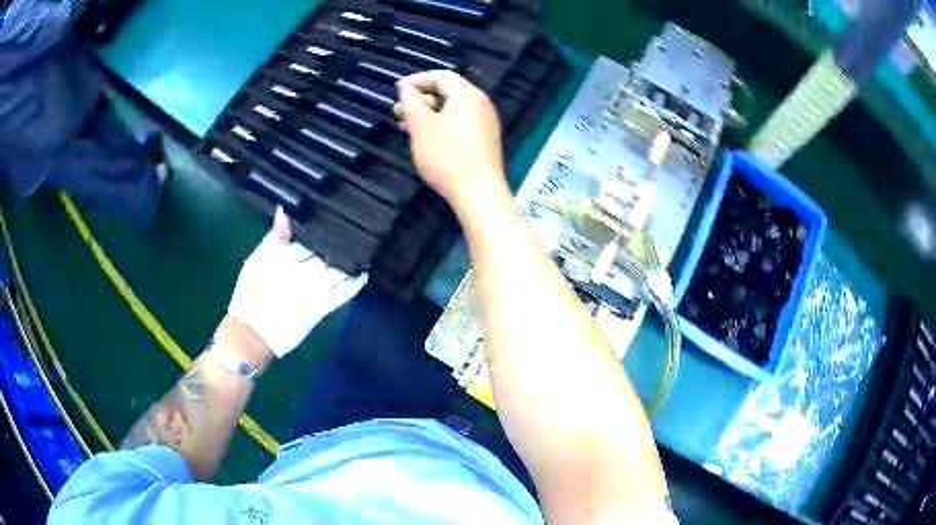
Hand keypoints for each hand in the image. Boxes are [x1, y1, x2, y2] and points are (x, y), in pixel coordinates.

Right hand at [228, 207, 367, 357]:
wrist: (252, 333)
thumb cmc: (249, 295)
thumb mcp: (255, 260)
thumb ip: (273, 237)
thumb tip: (284, 211)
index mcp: (284, 256)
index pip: (308, 234)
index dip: (320, 224)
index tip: (330, 215)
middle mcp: (302, 271)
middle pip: (327, 249)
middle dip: (338, 239)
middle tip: (350, 230)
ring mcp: (315, 290)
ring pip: (339, 268)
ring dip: (350, 257)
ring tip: (360, 247)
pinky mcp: (322, 308)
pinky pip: (345, 293)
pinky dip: (357, 282)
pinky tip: (364, 272)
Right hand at [395, 71, 508, 209]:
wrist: (478, 193)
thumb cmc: (446, 155)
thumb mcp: (421, 126)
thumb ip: (411, 103)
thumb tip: (407, 90)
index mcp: (468, 95)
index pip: (442, 76)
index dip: (417, 80)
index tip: (396, 91)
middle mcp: (481, 104)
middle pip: (448, 92)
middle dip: (421, 98)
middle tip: (398, 111)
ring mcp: (485, 123)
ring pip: (452, 110)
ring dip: (428, 114)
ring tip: (406, 126)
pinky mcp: (485, 141)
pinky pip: (459, 124)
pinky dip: (440, 125)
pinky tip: (424, 139)